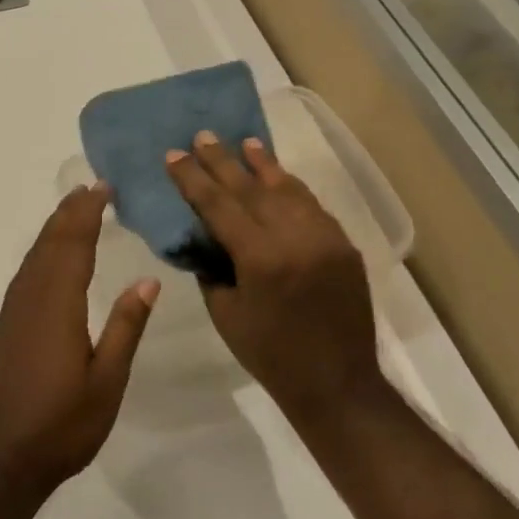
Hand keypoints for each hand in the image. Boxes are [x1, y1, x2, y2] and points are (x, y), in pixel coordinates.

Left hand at [0, 186, 159, 495]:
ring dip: (52, 231)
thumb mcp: (107, 381)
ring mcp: (11, 314)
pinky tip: (46, 262)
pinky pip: (23, 277)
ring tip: (70, 212)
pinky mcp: (2, 330)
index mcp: (58, 306)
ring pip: (32, 259)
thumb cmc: (62, 426)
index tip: (101, 187)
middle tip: (88, 188)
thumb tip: (147, 280)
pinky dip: (39, 255)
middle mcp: (30, 300)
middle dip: (69, 213)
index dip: (87, 213)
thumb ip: (125, 327)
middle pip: (49, 244)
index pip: (73, 245)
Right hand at [166, 132, 378, 416]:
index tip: (174, 155)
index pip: (219, 205)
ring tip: (244, 143)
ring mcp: (325, 238)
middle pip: (252, 188)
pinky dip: (291, 189)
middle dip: (224, 161)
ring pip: (288, 190)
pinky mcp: (344, 245)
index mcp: (261, 258)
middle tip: (203, 136)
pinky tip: (278, 177)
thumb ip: (212, 267)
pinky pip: (312, 206)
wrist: (337, 382)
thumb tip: (203, 236)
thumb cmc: (270, 354)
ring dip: (263, 165)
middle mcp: (296, 238)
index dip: (193, 179)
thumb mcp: (225, 313)